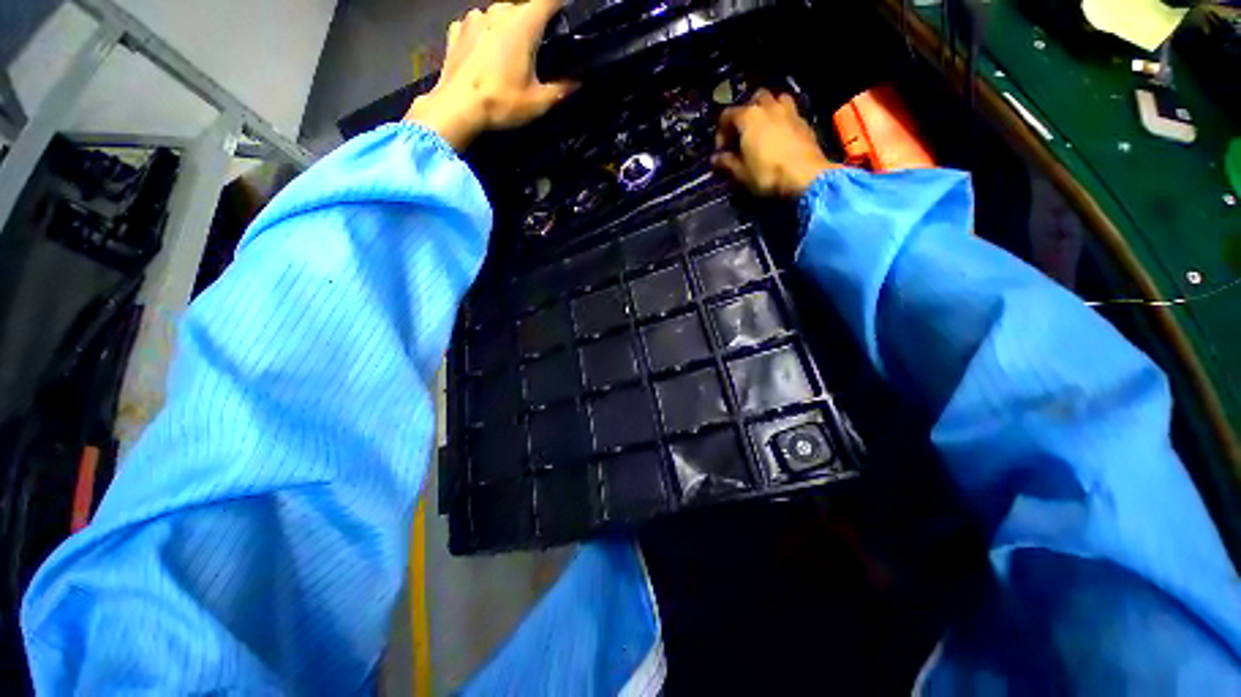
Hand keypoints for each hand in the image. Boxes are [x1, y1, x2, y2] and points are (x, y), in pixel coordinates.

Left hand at [404, 0, 574, 149]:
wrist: (457, 108)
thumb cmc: (501, 102)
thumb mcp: (538, 103)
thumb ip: (561, 90)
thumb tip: (577, 82)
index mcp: (523, 24)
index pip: (549, 1)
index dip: (560, 8)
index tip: (565, 20)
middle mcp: (498, 11)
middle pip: (523, 8)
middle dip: (533, 24)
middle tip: (538, 49)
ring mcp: (474, 18)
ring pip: (499, 15)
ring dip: (508, 28)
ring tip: (510, 54)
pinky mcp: (456, 29)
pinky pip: (477, 25)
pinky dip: (485, 35)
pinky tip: (485, 54)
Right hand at [712, 89, 836, 196]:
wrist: (805, 176)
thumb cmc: (767, 174)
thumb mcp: (740, 173)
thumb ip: (726, 163)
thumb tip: (716, 159)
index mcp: (748, 117)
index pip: (727, 116)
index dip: (720, 133)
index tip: (721, 151)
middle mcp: (768, 107)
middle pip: (753, 100)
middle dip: (745, 115)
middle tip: (742, 135)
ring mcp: (789, 111)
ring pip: (775, 100)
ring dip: (767, 111)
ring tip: (763, 130)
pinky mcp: (804, 121)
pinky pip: (789, 113)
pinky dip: (781, 120)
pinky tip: (779, 137)